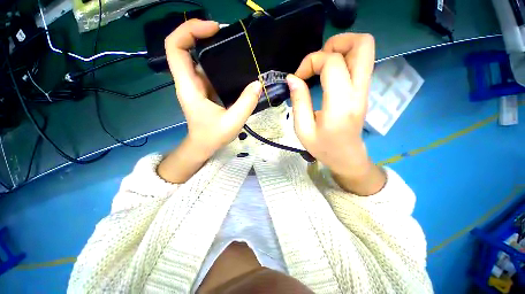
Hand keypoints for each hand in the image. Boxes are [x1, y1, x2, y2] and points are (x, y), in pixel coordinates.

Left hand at [158, 19, 261, 182]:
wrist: (203, 145)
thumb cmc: (213, 136)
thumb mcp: (232, 122)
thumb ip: (246, 104)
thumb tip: (258, 84)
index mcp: (189, 86)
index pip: (175, 48)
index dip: (188, 30)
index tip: (213, 29)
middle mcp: (189, 81)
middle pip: (184, 47)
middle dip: (201, 33)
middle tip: (225, 33)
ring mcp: (196, 84)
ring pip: (197, 57)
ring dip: (210, 46)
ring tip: (232, 44)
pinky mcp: (204, 89)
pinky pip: (208, 68)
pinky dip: (217, 60)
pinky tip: (233, 63)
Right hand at [287, 33, 384, 194]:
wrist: (347, 157)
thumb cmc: (323, 147)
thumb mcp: (303, 129)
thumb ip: (298, 101)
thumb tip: (292, 78)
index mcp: (340, 104)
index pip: (332, 63)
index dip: (311, 61)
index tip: (298, 77)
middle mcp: (358, 91)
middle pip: (362, 44)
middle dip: (335, 43)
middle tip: (317, 60)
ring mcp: (364, 89)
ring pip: (364, 49)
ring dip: (340, 49)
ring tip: (321, 65)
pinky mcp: (363, 90)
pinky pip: (360, 62)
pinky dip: (343, 58)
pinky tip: (327, 74)